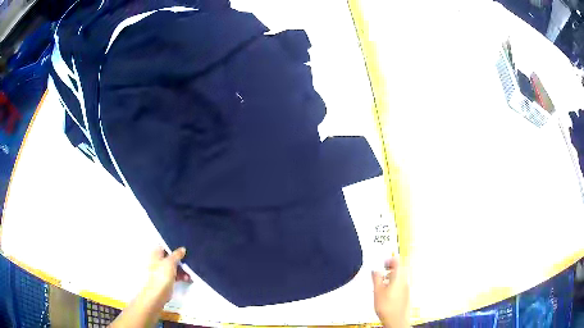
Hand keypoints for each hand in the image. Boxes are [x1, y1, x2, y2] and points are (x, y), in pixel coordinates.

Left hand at [142, 246, 189, 305]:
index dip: (173, 246)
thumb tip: (182, 249)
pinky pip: (175, 275)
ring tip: (190, 271)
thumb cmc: (161, 275)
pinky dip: (181, 275)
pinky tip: (188, 278)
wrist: (158, 293)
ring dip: (182, 268)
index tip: (183, 247)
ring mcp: (162, 271)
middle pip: (170, 257)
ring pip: (174, 266)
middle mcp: (158, 261)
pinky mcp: (167, 279)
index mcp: (156, 254)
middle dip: (180, 259)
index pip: (165, 246)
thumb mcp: (170, 262)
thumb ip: (177, 254)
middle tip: (189, 259)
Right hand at [372, 257, 409, 327]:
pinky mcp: (406, 294)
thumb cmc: (388, 308)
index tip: (384, 261)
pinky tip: (388, 291)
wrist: (396, 319)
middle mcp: (405, 281)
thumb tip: (375, 270)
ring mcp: (406, 288)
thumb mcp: (377, 291)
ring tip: (384, 281)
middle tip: (384, 269)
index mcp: (398, 277)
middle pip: (401, 268)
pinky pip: (401, 284)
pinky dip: (395, 283)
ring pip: (401, 276)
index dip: (390, 259)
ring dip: (393, 275)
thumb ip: (376, 278)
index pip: (397, 261)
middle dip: (392, 267)